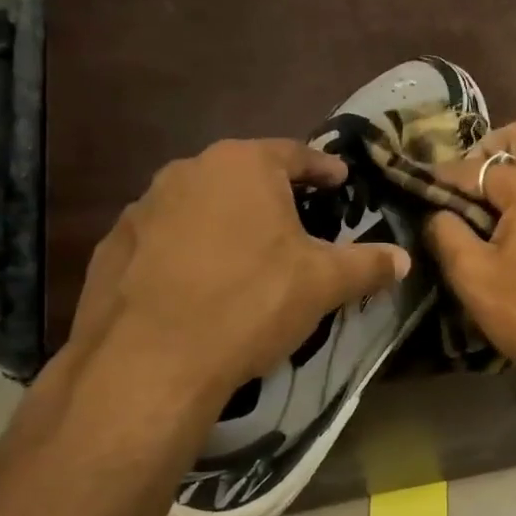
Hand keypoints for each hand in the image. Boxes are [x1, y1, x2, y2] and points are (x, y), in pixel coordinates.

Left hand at [69, 140, 410, 410]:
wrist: (150, 361)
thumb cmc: (251, 302)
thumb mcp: (324, 284)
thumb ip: (368, 264)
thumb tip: (403, 259)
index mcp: (242, 165)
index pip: (295, 153)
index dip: (323, 168)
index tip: (340, 180)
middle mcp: (188, 171)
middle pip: (244, 175)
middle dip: (274, 195)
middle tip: (300, 221)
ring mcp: (143, 207)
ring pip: (202, 205)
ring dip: (229, 222)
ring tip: (250, 256)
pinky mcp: (112, 247)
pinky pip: (167, 238)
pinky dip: (190, 250)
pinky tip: (202, 284)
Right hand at [423, 120, 515, 399]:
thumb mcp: (474, 277)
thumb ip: (447, 235)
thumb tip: (438, 214)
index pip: (477, 166)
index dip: (443, 175)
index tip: (418, 184)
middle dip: (488, 148)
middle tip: (463, 181)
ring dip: (512, 170)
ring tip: (479, 207)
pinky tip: (509, 229)